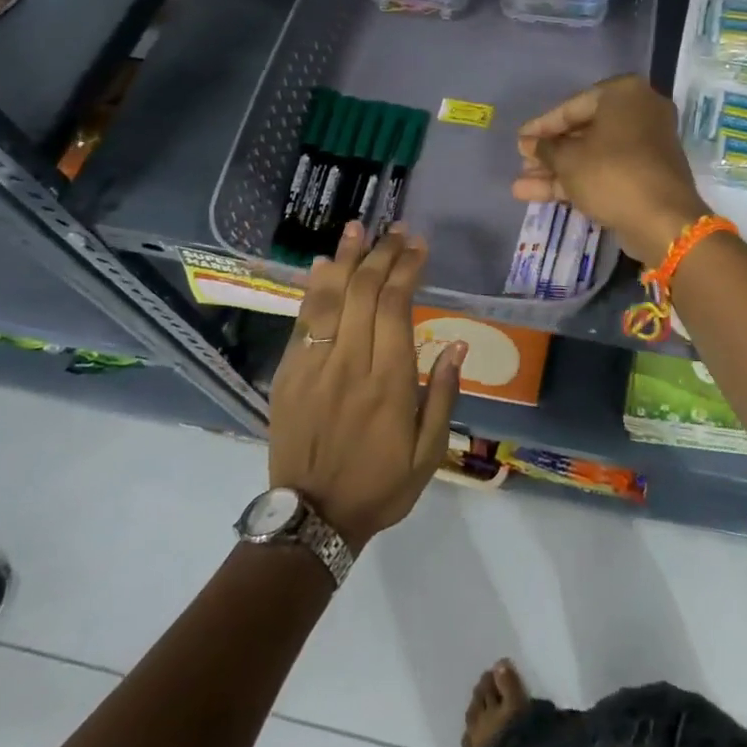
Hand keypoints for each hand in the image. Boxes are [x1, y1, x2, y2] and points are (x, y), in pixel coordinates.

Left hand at [268, 223, 463, 550]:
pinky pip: (302, 321)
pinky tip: (322, 264)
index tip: (419, 247)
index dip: (407, 269)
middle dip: (382, 254)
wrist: (312, 519)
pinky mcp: (288, 375)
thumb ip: (443, 394)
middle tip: (396, 230)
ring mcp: (313, 367)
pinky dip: (313, 288)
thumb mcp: (429, 452)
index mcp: (388, 382)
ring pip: (329, 299)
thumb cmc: (380, 485)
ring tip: (357, 227)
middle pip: (363, 292)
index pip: (396, 306)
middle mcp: (349, 364)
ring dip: (345, 258)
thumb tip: (458, 342)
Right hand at [512, 74, 708, 266]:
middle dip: (550, 152)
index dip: (542, 126)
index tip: (519, 139)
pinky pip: (606, 171)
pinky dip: (577, 180)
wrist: (662, 220)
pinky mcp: (647, 175)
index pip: (573, 107)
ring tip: (521, 187)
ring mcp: (646, 145)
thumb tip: (531, 144)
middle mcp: (640, 112)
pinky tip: (540, 195)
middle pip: (583, 131)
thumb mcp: (569, 160)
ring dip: (557, 170)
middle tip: (522, 163)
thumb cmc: (611, 174)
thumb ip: (546, 149)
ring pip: (593, 155)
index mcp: (624, 94)